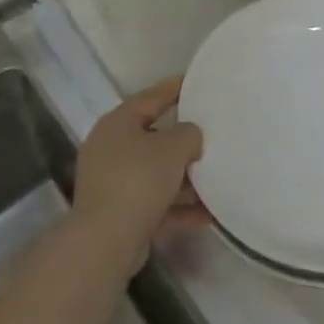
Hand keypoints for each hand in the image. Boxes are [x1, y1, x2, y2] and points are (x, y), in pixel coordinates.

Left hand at [72, 76, 205, 274]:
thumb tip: (190, 136)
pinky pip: (157, 204)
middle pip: (153, 138)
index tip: (196, 83)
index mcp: (118, 123)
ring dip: (185, 179)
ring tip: (218, 177)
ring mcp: (113, 183)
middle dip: (183, 140)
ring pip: (156, 174)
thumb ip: (189, 134)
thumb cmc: (138, 179)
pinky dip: (180, 208)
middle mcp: (111, 149)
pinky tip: (210, 214)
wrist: (106, 240)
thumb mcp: (172, 148)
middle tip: (212, 134)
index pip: (150, 98)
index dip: (174, 88)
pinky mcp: (121, 214)